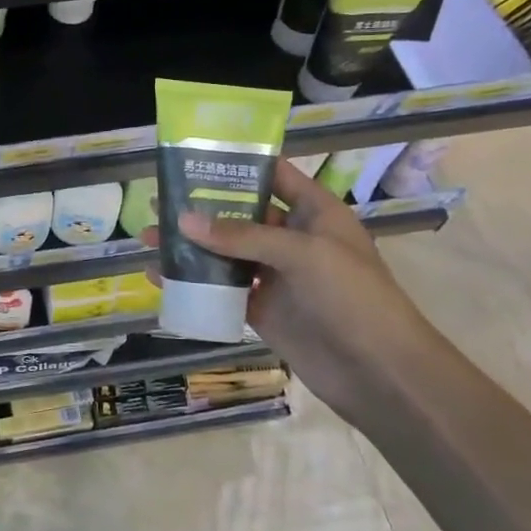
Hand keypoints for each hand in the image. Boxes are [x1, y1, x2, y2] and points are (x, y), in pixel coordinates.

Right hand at [143, 161, 452, 425]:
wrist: (381, 373)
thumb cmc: (353, 296)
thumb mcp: (302, 253)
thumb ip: (242, 236)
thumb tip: (182, 220)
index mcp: (314, 212)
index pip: (273, 175)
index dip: (238, 164)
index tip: (194, 157)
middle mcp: (293, 238)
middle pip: (241, 214)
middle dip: (201, 207)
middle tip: (158, 200)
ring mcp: (276, 276)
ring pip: (226, 253)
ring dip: (191, 246)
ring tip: (149, 238)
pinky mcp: (262, 310)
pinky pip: (222, 289)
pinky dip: (194, 283)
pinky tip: (160, 277)